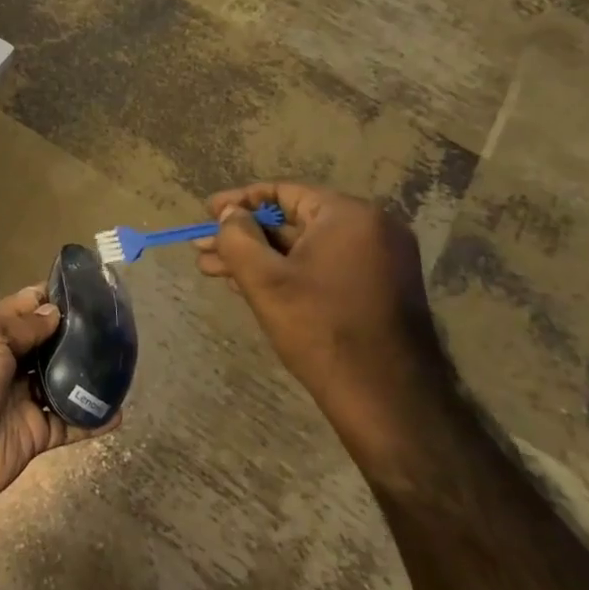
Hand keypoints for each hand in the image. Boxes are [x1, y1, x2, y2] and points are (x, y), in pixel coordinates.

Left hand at [0, 285, 119, 515]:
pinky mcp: (34, 433)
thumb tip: (54, 311)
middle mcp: (6, 362)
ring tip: (124, 363)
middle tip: (117, 326)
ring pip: (62, 381)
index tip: (89, 289)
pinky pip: (69, 423)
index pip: (25, 306)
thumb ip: (22, 325)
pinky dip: (92, 418)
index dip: (53, 296)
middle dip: (77, 334)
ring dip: (88, 374)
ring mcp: (21, 399)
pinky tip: (119, 412)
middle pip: (48, 342)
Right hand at [195, 182, 451, 471]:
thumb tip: (229, 213)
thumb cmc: (320, 327)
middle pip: (292, 221)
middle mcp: (371, 229)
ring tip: (213, 271)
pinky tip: (248, 286)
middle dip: (242, 236)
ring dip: (258, 257)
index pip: (283, 192)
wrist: (386, 397)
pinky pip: (322, 266)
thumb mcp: (264, 279)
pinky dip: (286, 272)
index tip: (207, 212)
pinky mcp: (378, 288)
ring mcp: (379, 260)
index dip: (239, 201)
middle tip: (202, 249)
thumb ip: (237, 236)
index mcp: (349, 215)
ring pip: (303, 248)